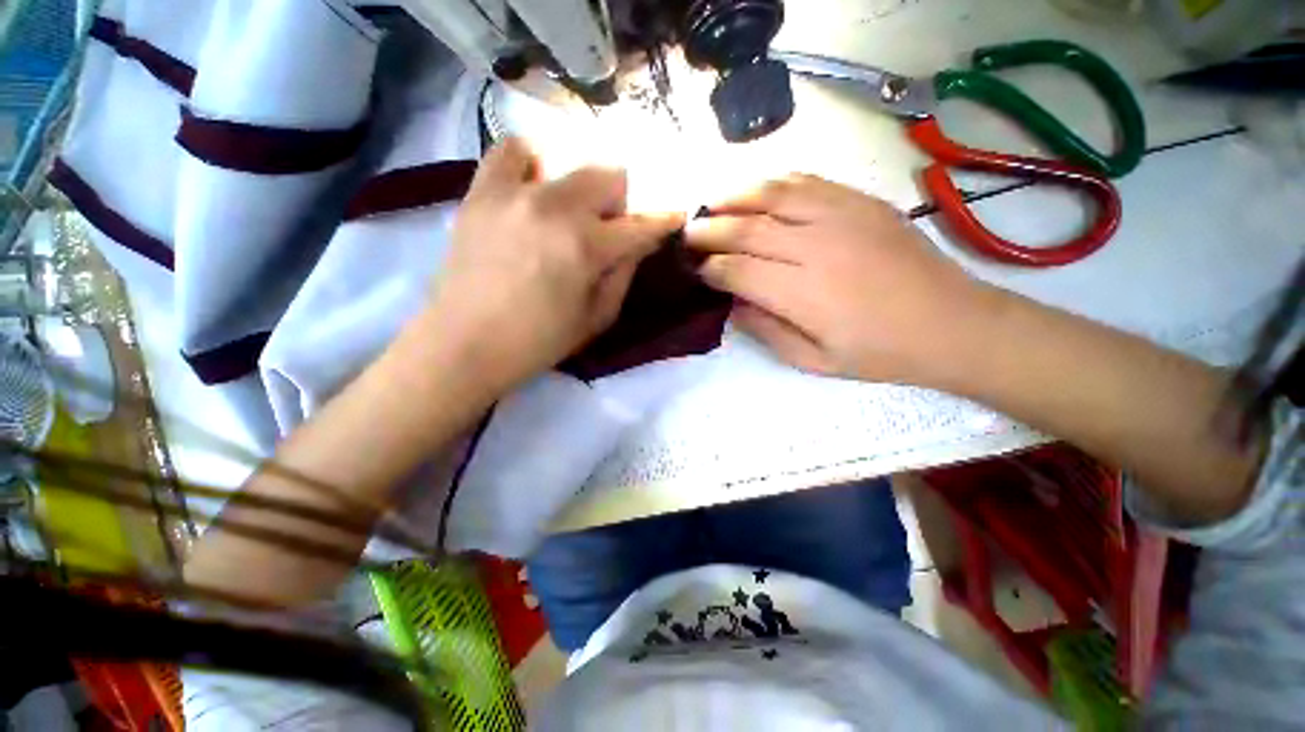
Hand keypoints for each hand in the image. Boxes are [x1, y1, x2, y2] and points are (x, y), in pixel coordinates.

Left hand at [424, 138, 683, 392]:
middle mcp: (556, 207)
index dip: (664, 219)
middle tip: (609, 227)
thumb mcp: (596, 319)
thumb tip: (637, 243)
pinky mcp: (482, 192)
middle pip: (609, 175)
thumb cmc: (538, 341)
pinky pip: (510, 151)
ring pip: (568, 159)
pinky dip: (531, 162)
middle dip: (620, 201)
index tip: (675, 214)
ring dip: (582, 185)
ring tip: (571, 211)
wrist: (464, 344)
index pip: (640, 223)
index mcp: (587, 247)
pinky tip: (533, 186)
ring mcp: (515, 193)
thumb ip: (624, 275)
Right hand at [686, 174, 991, 385]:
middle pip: (745, 229)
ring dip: (733, 197)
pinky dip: (772, 183)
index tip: (694, 269)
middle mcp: (815, 247)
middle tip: (687, 233)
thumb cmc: (878, 353)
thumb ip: (765, 330)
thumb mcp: (812, 360)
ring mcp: (840, 216)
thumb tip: (732, 304)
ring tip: (711, 204)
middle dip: (708, 230)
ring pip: (771, 194)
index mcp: (801, 294)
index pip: (736, 271)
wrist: (950, 323)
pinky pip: (806, 181)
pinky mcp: (860, 201)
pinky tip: (756, 190)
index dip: (709, 268)